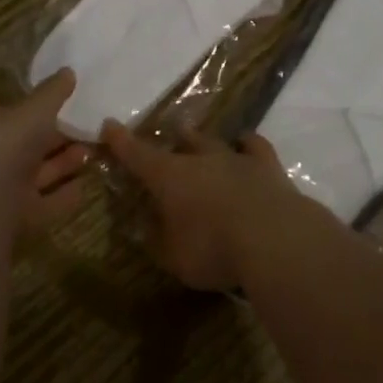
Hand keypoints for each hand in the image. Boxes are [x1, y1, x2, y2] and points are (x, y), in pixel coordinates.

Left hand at [0, 69, 89, 234]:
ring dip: (66, 164)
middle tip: (92, 130)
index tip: (70, 104)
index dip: (41, 109)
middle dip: (60, 138)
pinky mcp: (19, 218)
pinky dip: (65, 196)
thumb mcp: (35, 109)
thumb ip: (52, 92)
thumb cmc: (8, 142)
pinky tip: (86, 187)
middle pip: (33, 146)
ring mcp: (7, 189)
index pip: (18, 113)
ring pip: (42, 173)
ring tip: (95, 153)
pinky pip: (47, 204)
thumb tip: (69, 71)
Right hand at [101, 123, 304, 289]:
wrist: (273, 237)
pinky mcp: (268, 166)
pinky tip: (245, 143)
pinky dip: (247, 144)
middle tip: (167, 138)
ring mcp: (236, 158)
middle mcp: (200, 159)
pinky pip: (254, 146)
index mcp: (169, 177)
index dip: (121, 141)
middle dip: (171, 139)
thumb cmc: (213, 248)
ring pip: (214, 140)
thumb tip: (148, 228)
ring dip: (204, 140)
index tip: (109, 125)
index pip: (138, 154)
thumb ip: (159, 240)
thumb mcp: (174, 257)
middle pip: (181, 142)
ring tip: (198, 136)